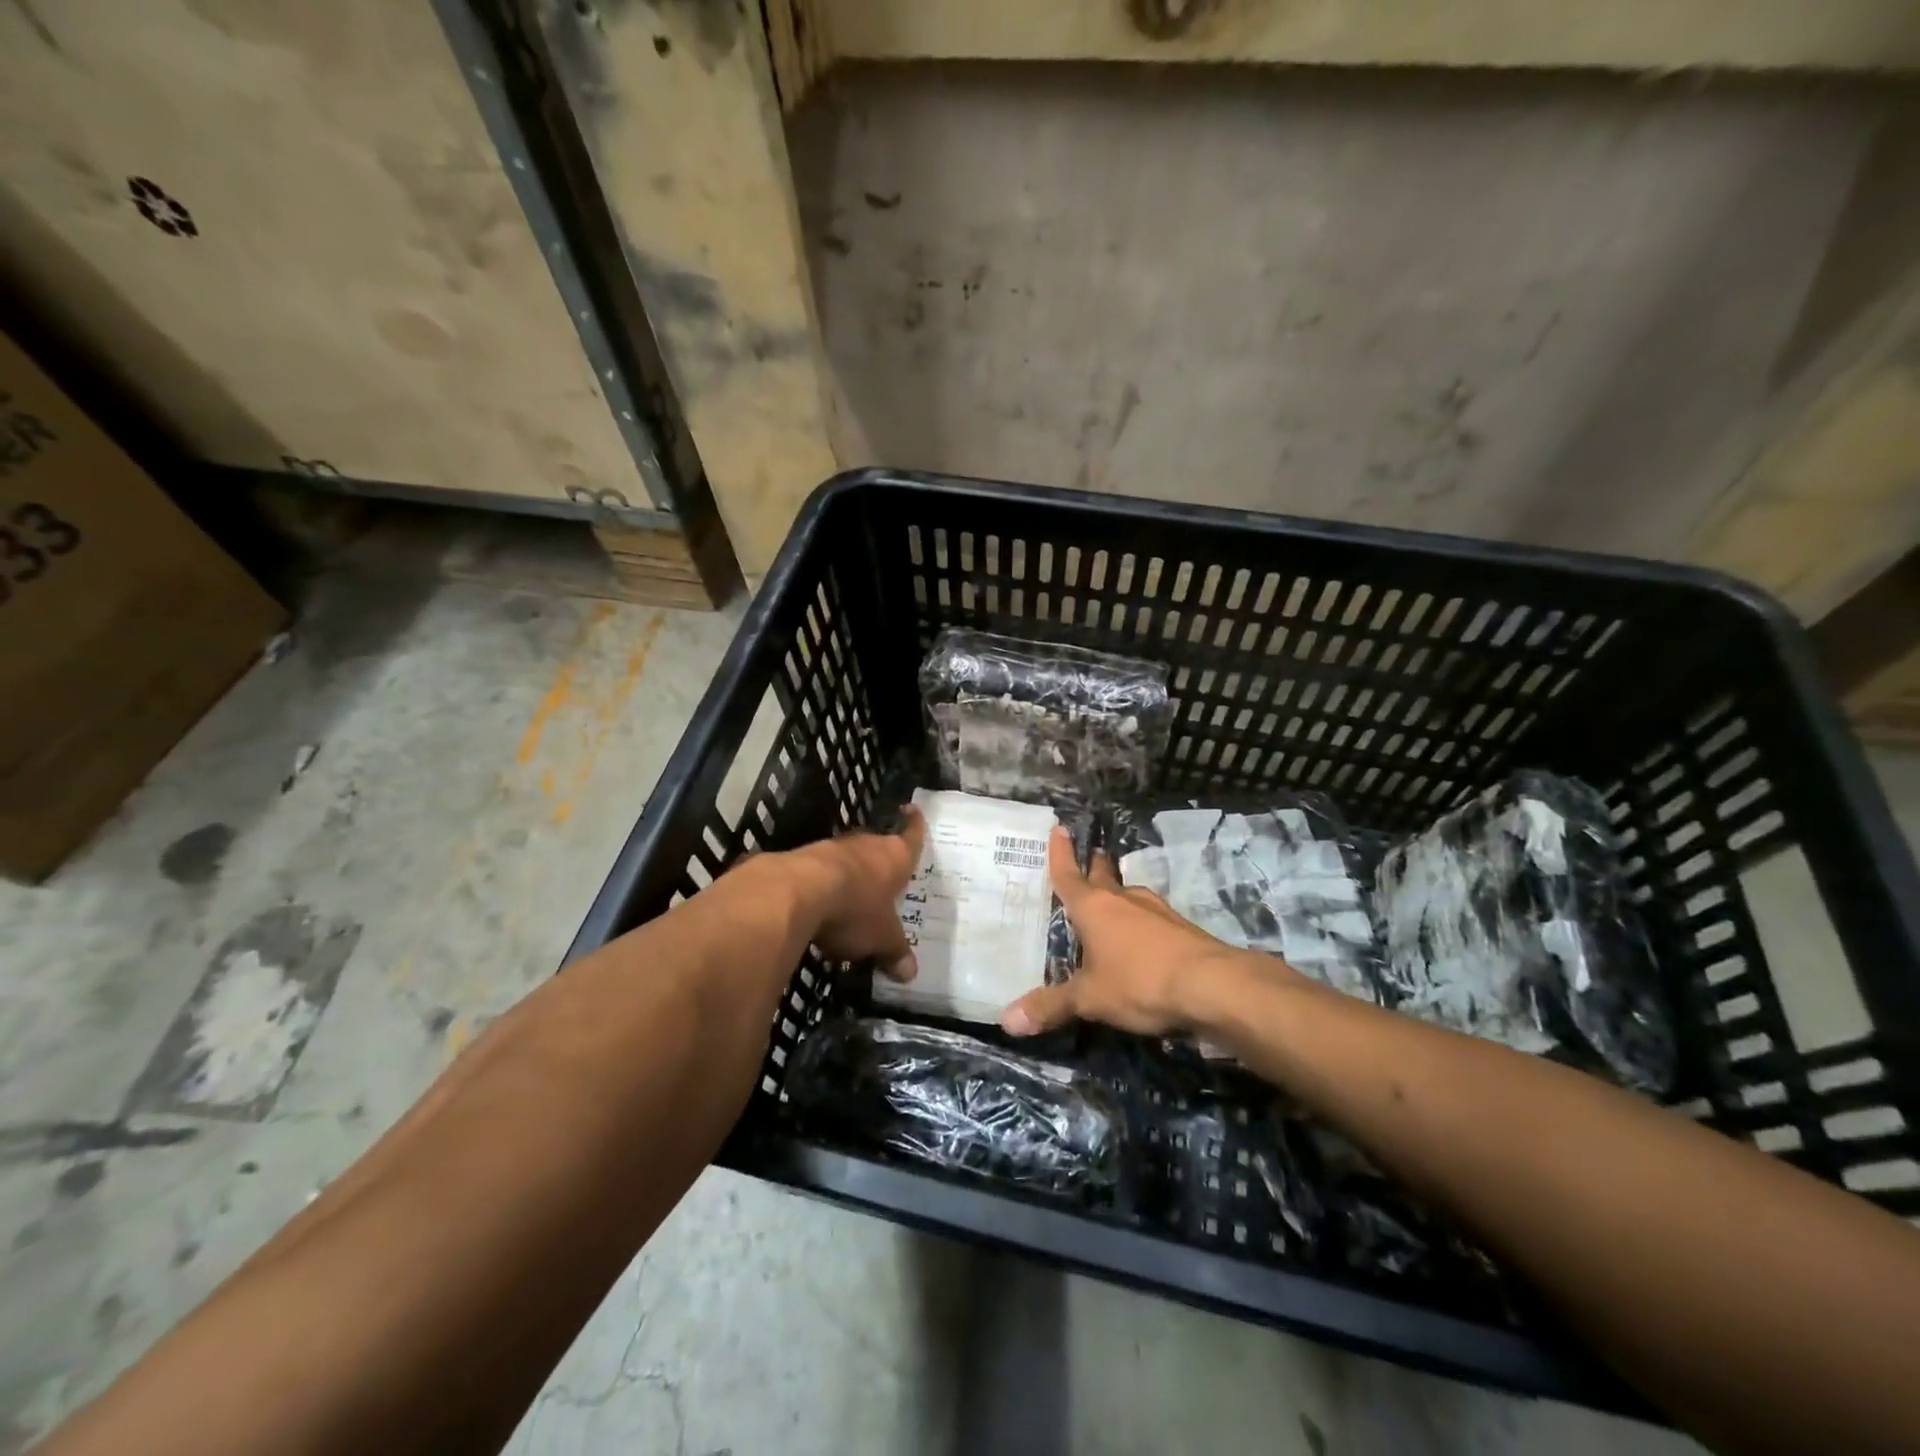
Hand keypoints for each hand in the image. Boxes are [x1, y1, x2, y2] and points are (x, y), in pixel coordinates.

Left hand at [783, 808, 925, 981]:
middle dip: (882, 859)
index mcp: (895, 857)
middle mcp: (867, 845)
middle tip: (888, 872)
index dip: (915, 825)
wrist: (795, 893)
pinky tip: (822, 902)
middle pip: (879, 846)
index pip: (911, 835)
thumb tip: (910, 974)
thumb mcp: (881, 938)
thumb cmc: (854, 910)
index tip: (913, 809)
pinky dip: (825, 883)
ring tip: (855, 891)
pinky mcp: (802, 859)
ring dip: (851, 872)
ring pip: (849, 857)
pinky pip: (821, 870)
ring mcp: (832, 849)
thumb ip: (895, 952)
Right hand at [1001, 826, 1273, 1036]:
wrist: (1212, 986)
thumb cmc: (1139, 982)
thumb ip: (1051, 1006)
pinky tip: (1142, 938)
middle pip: (1104, 876)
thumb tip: (1007, 1020)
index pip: (1069, 874)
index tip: (1059, 828)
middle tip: (1090, 857)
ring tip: (1112, 902)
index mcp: (1094, 907)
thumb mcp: (1090, 999)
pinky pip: (1151, 918)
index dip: (1060, 853)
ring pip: (1130, 896)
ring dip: (1120, 896)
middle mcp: (1123, 900)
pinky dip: (1141, 922)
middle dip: (1095, 867)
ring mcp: (1157, 911)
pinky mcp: (1181, 928)